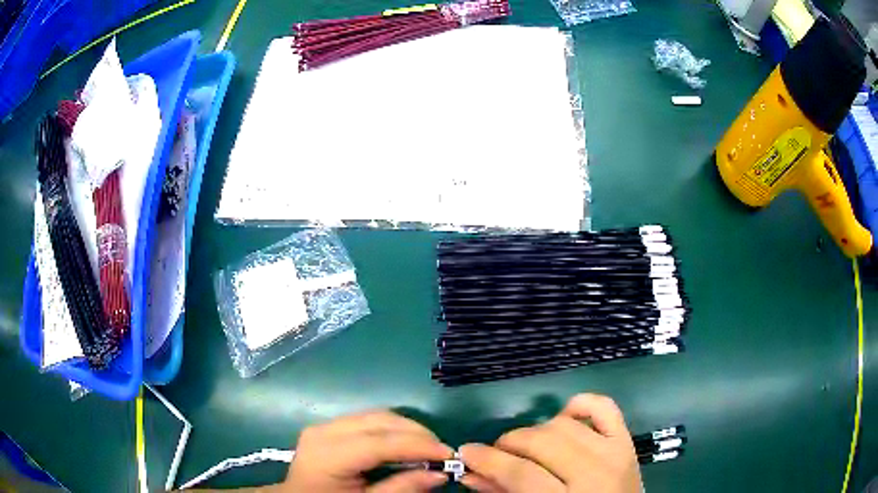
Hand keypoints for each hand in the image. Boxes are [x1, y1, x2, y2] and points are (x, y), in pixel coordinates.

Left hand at [279, 410, 453, 492]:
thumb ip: (401, 489)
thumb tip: (439, 474)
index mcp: (327, 454)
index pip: (380, 442)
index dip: (418, 446)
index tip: (449, 454)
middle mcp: (324, 431)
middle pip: (379, 420)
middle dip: (416, 433)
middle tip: (442, 452)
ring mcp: (324, 425)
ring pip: (376, 415)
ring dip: (406, 429)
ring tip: (428, 448)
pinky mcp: (329, 427)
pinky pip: (367, 421)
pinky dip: (392, 429)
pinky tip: (405, 444)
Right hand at [460, 394, 641, 492]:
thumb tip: (470, 473)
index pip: (521, 473)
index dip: (487, 460)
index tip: (466, 453)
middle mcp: (596, 473)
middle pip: (541, 442)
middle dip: (509, 443)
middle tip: (496, 454)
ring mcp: (615, 452)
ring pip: (564, 424)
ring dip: (536, 430)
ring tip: (527, 447)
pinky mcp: (627, 440)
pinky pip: (603, 406)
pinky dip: (579, 405)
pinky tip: (562, 419)